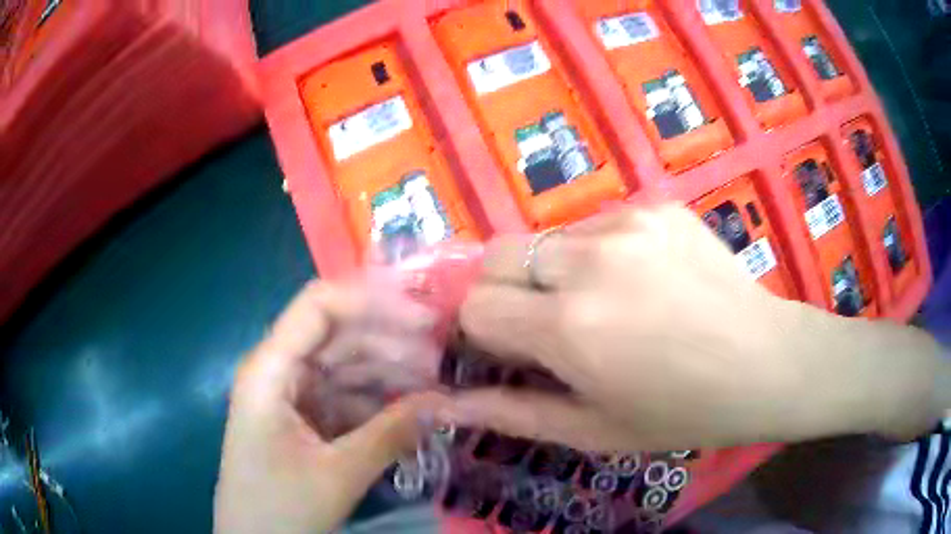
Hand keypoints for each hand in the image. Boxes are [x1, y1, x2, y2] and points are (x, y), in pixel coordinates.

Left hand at [214, 280, 447, 533]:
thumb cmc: (281, 508)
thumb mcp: (338, 474)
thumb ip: (391, 434)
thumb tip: (445, 402)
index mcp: (271, 370)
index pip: (319, 306)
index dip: (372, 301)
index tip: (425, 319)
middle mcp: (279, 371)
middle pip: (338, 334)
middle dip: (391, 341)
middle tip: (443, 358)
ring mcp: (292, 394)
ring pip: (346, 366)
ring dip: (390, 372)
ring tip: (436, 387)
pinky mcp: (305, 417)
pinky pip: (346, 395)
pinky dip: (378, 400)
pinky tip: (410, 410)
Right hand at [449, 205, 946, 451]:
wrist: (767, 362)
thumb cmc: (682, 413)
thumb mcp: (593, 430)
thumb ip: (510, 414)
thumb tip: (444, 405)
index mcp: (570, 326)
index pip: (475, 306)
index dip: (476, 331)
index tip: (499, 350)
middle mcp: (590, 261)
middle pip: (497, 255)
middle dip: (501, 292)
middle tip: (541, 326)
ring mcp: (628, 223)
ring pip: (547, 239)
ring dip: (552, 273)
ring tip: (602, 306)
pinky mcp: (656, 206)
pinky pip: (596, 227)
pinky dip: (595, 255)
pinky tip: (641, 283)